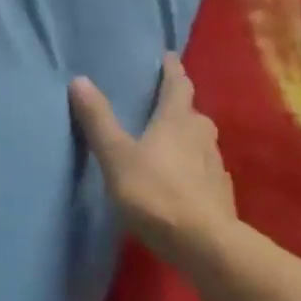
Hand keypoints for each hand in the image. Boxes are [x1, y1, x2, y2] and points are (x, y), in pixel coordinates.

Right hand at [70, 53, 238, 265]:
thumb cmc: (157, 193)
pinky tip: (180, 180)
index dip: (172, 68)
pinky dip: (192, 167)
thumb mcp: (117, 156)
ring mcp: (215, 165)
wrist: (206, 245)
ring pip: (200, 141)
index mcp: (177, 119)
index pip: (178, 84)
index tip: (168, 56)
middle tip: (159, 103)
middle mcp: (201, 135)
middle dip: (178, 105)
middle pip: (191, 112)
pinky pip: (204, 170)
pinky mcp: (221, 193)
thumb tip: (79, 79)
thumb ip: (99, 120)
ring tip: (166, 142)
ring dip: (185, 137)